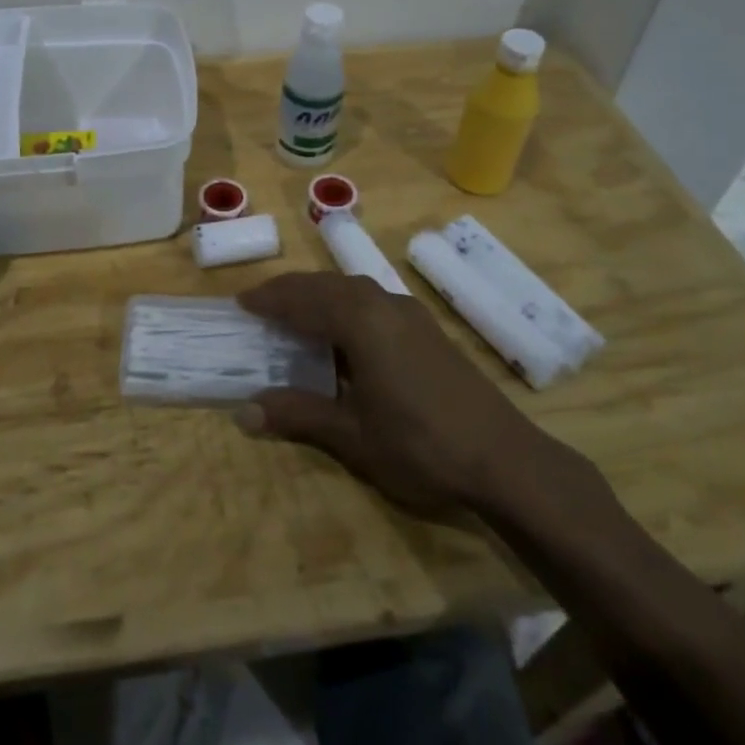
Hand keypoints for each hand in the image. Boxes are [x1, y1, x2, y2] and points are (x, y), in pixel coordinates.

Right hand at [235, 273, 612, 526]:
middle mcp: (383, 304)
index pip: (302, 300)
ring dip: (318, 295)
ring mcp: (409, 314)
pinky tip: (343, 332)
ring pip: (351, 289)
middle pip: (325, 285)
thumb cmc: (421, 445)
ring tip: (294, 313)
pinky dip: (344, 305)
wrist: (505, 459)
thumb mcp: (352, 435)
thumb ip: (298, 415)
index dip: (269, 301)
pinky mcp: (426, 329)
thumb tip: (243, 412)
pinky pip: (372, 301)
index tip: (240, 303)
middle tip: (260, 304)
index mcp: (360, 320)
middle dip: (290, 291)